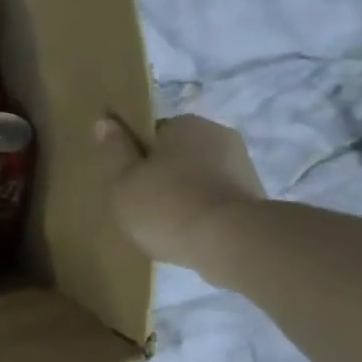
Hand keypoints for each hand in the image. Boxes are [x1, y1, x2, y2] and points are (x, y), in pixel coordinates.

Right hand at [96, 114, 267, 274]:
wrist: (230, 241)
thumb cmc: (166, 205)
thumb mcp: (125, 180)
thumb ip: (116, 150)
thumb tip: (106, 120)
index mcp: (185, 124)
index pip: (153, 133)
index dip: (137, 156)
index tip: (128, 181)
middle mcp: (218, 134)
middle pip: (178, 153)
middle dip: (163, 174)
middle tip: (142, 205)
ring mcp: (242, 165)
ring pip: (199, 176)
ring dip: (184, 193)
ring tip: (165, 225)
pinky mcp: (255, 195)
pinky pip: (216, 198)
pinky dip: (202, 210)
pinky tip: (188, 233)